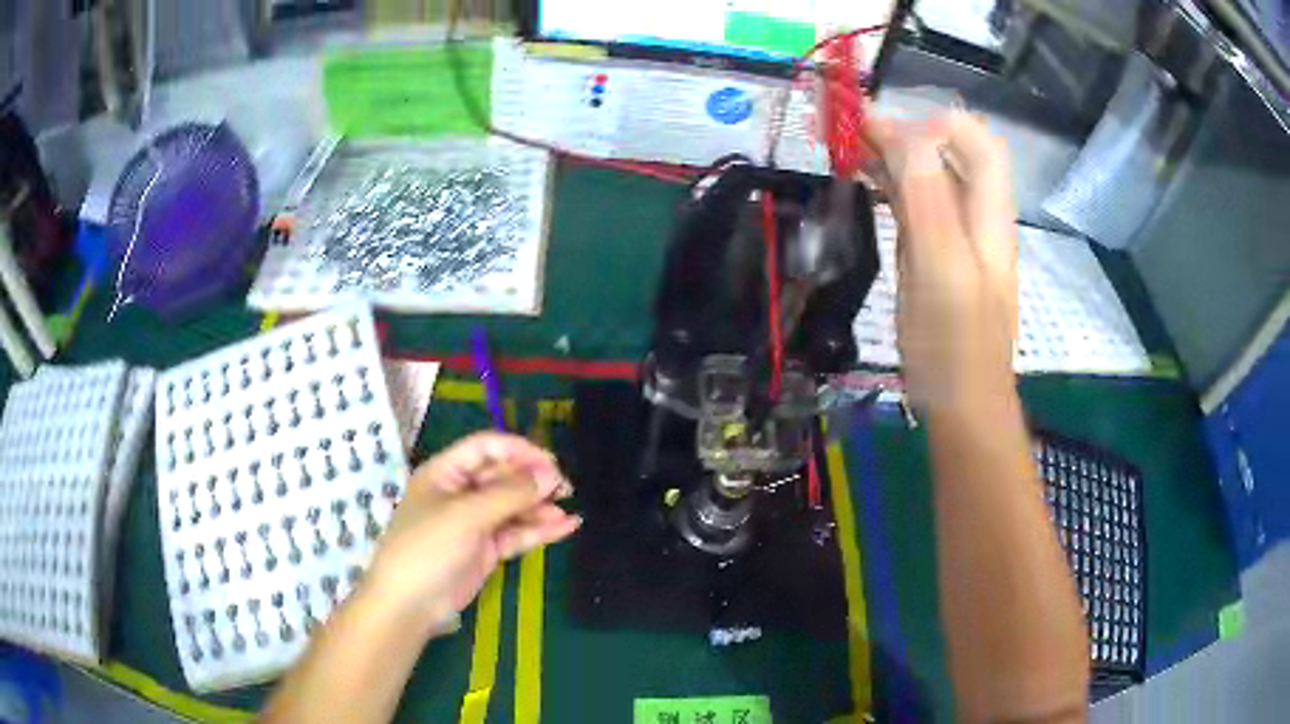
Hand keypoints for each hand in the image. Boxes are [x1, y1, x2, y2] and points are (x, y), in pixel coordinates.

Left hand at [360, 432, 580, 636]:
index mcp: (445, 473)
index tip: (551, 463)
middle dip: (533, 479)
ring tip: (568, 509)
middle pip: (502, 476)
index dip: (519, 450)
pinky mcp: (486, 549)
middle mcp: (460, 493)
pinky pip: (516, 532)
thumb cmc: (427, 548)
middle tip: (565, 487)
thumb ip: (509, 494)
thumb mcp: (465, 516)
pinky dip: (539, 529)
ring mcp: (474, 523)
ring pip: (513, 506)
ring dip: (540, 506)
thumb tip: (551, 475)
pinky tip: (566, 526)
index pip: (486, 448)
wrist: (410, 604)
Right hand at [862, 111, 1018, 411]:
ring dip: (894, 156)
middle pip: (950, 152)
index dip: (935, 122)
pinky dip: (890, 186)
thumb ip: (929, 199)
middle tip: (853, 132)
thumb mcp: (943, 269)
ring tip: (849, 149)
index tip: (884, 131)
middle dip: (906, 132)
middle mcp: (976, 217)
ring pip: (929, 177)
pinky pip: (915, 205)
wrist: (960, 406)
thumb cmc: (954, 346)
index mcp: (988, 214)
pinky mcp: (934, 257)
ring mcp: (955, 237)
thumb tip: (905, 132)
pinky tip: (864, 183)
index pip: (977, 140)